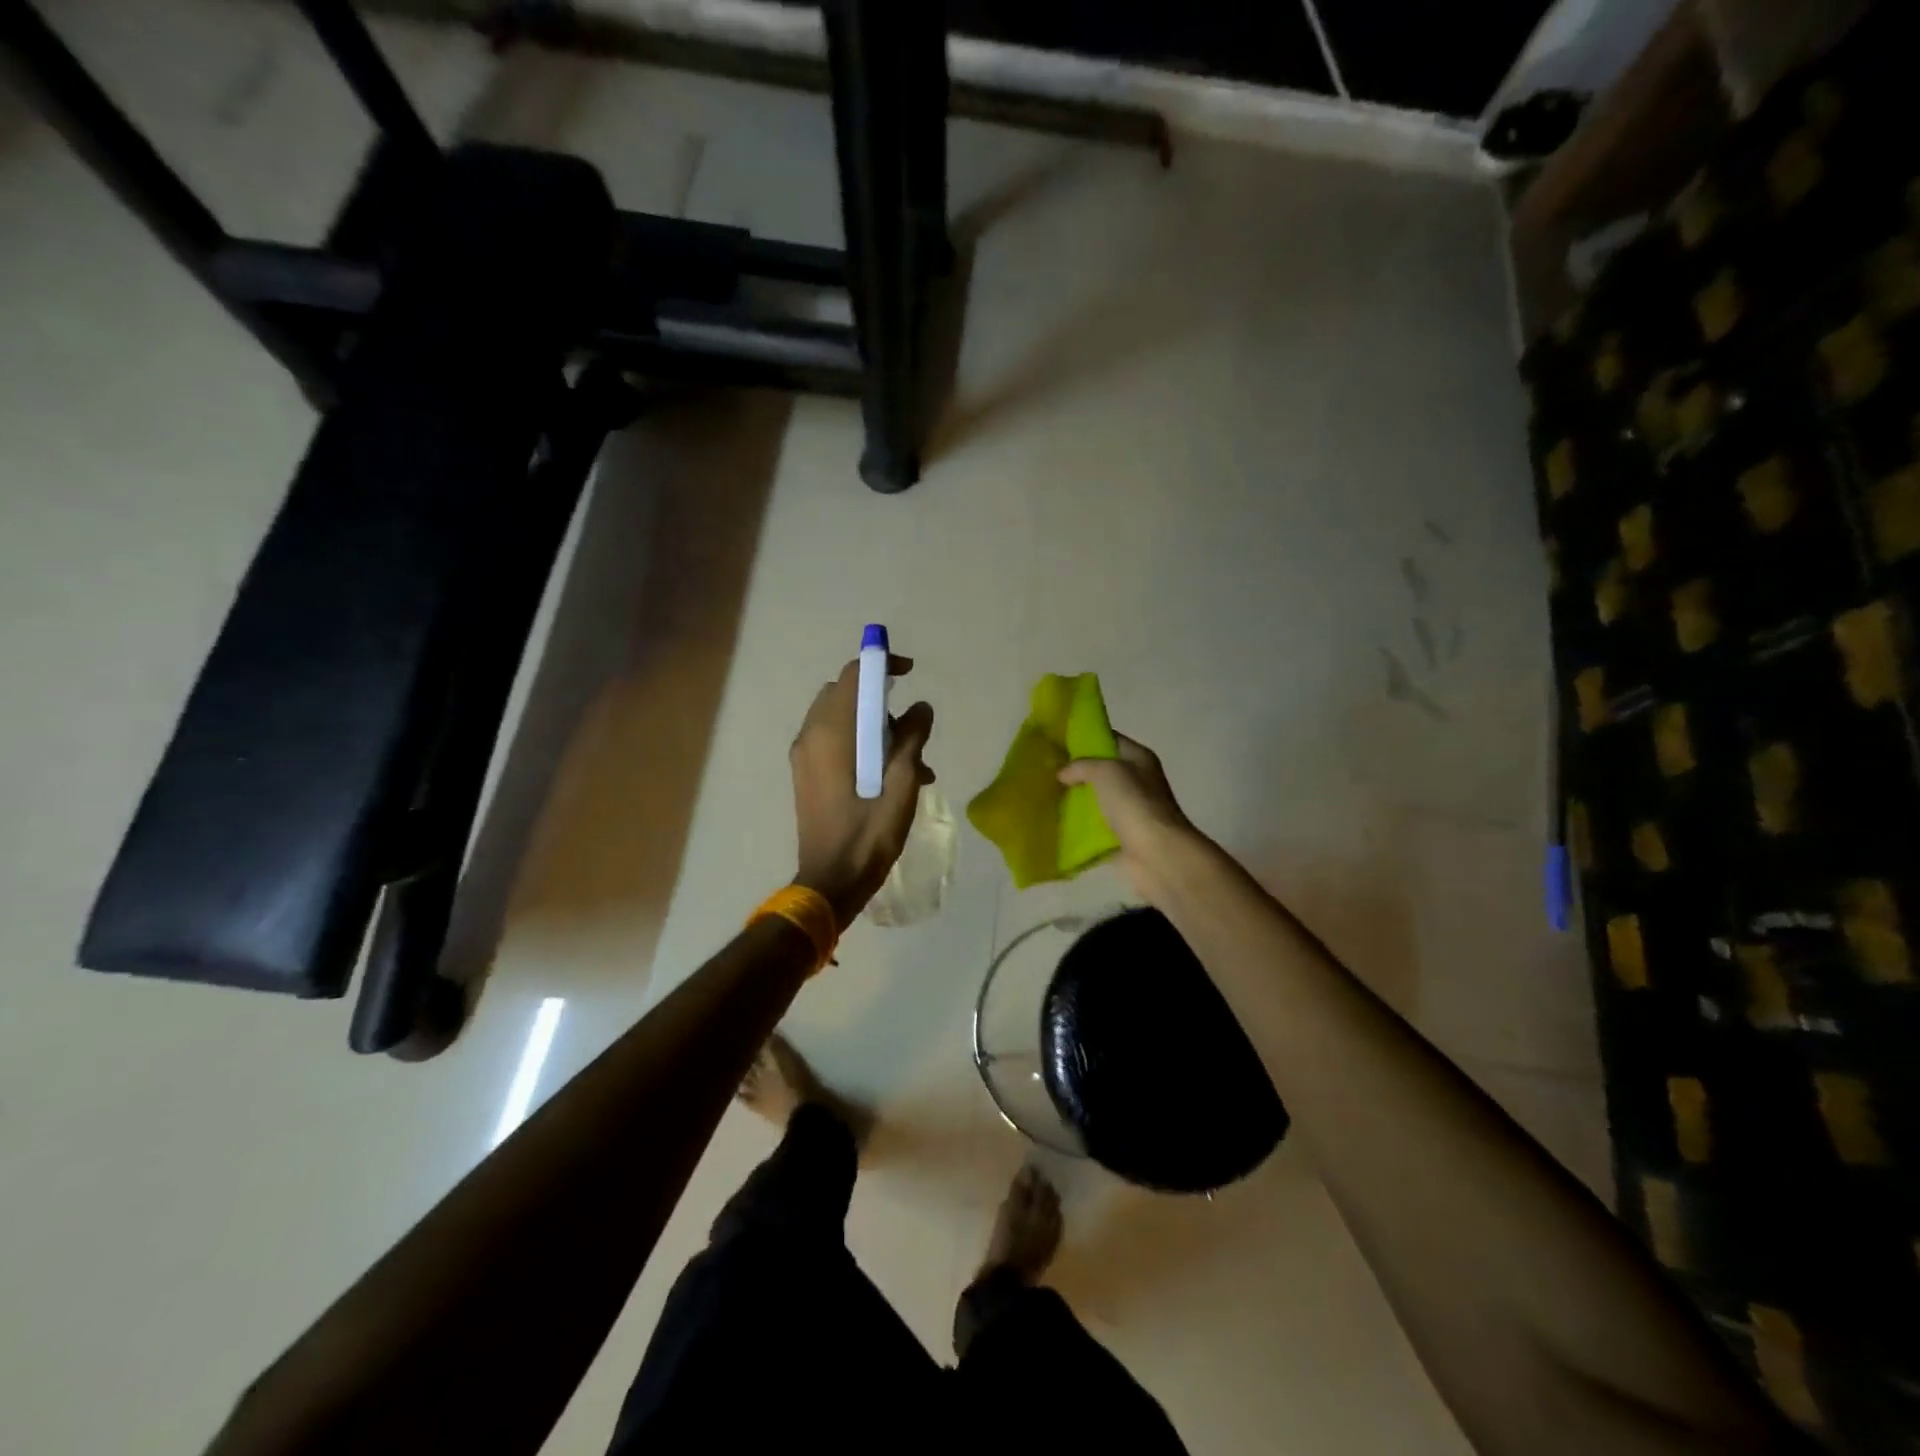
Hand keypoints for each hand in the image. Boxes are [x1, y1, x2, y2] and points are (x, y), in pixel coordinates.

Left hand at [790, 654, 935, 928]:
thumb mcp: (900, 786)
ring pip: (842, 719)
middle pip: (846, 694)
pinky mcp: (808, 774)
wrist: (830, 883)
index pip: (853, 676)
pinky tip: (893, 777)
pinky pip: (836, 741)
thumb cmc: (867, 835)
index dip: (881, 664)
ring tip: (913, 764)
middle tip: (911, 728)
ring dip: (876, 728)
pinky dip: (863, 744)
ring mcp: (805, 756)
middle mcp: (811, 736)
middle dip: (881, 701)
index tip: (910, 672)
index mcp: (832, 734)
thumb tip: (921, 708)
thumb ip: (911, 740)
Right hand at [1057, 734, 1202, 904]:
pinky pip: (1091, 827)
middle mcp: (1134, 781)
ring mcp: (1127, 811)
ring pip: (1093, 799)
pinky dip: (1074, 827)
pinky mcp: (1118, 836)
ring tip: (1041, 794)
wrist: (1157, 855)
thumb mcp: (1106, 772)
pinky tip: (1051, 821)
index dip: (1084, 737)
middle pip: (1098, 770)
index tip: (1055, 740)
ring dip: (1071, 799)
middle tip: (1043, 768)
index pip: (1109, 739)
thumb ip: (1081, 766)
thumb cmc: (1135, 804)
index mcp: (1138, 759)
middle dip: (1073, 771)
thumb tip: (1062, 774)